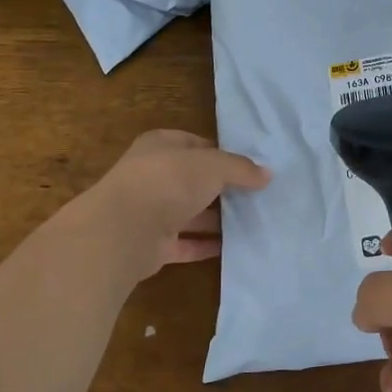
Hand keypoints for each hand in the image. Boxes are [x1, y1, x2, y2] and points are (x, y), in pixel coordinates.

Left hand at [77, 130, 270, 279]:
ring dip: (217, 218)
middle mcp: (153, 176)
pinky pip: (186, 243)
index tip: (249, 166)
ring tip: (252, 222)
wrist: (124, 230)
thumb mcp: (213, 166)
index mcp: (160, 146)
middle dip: (222, 188)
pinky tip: (233, 247)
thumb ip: (240, 169)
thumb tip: (267, 174)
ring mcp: (151, 212)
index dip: (222, 153)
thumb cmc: (168, 182)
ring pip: (190, 213)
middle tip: (256, 195)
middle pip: (194, 180)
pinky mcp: (154, 244)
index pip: (195, 144)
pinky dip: (206, 245)